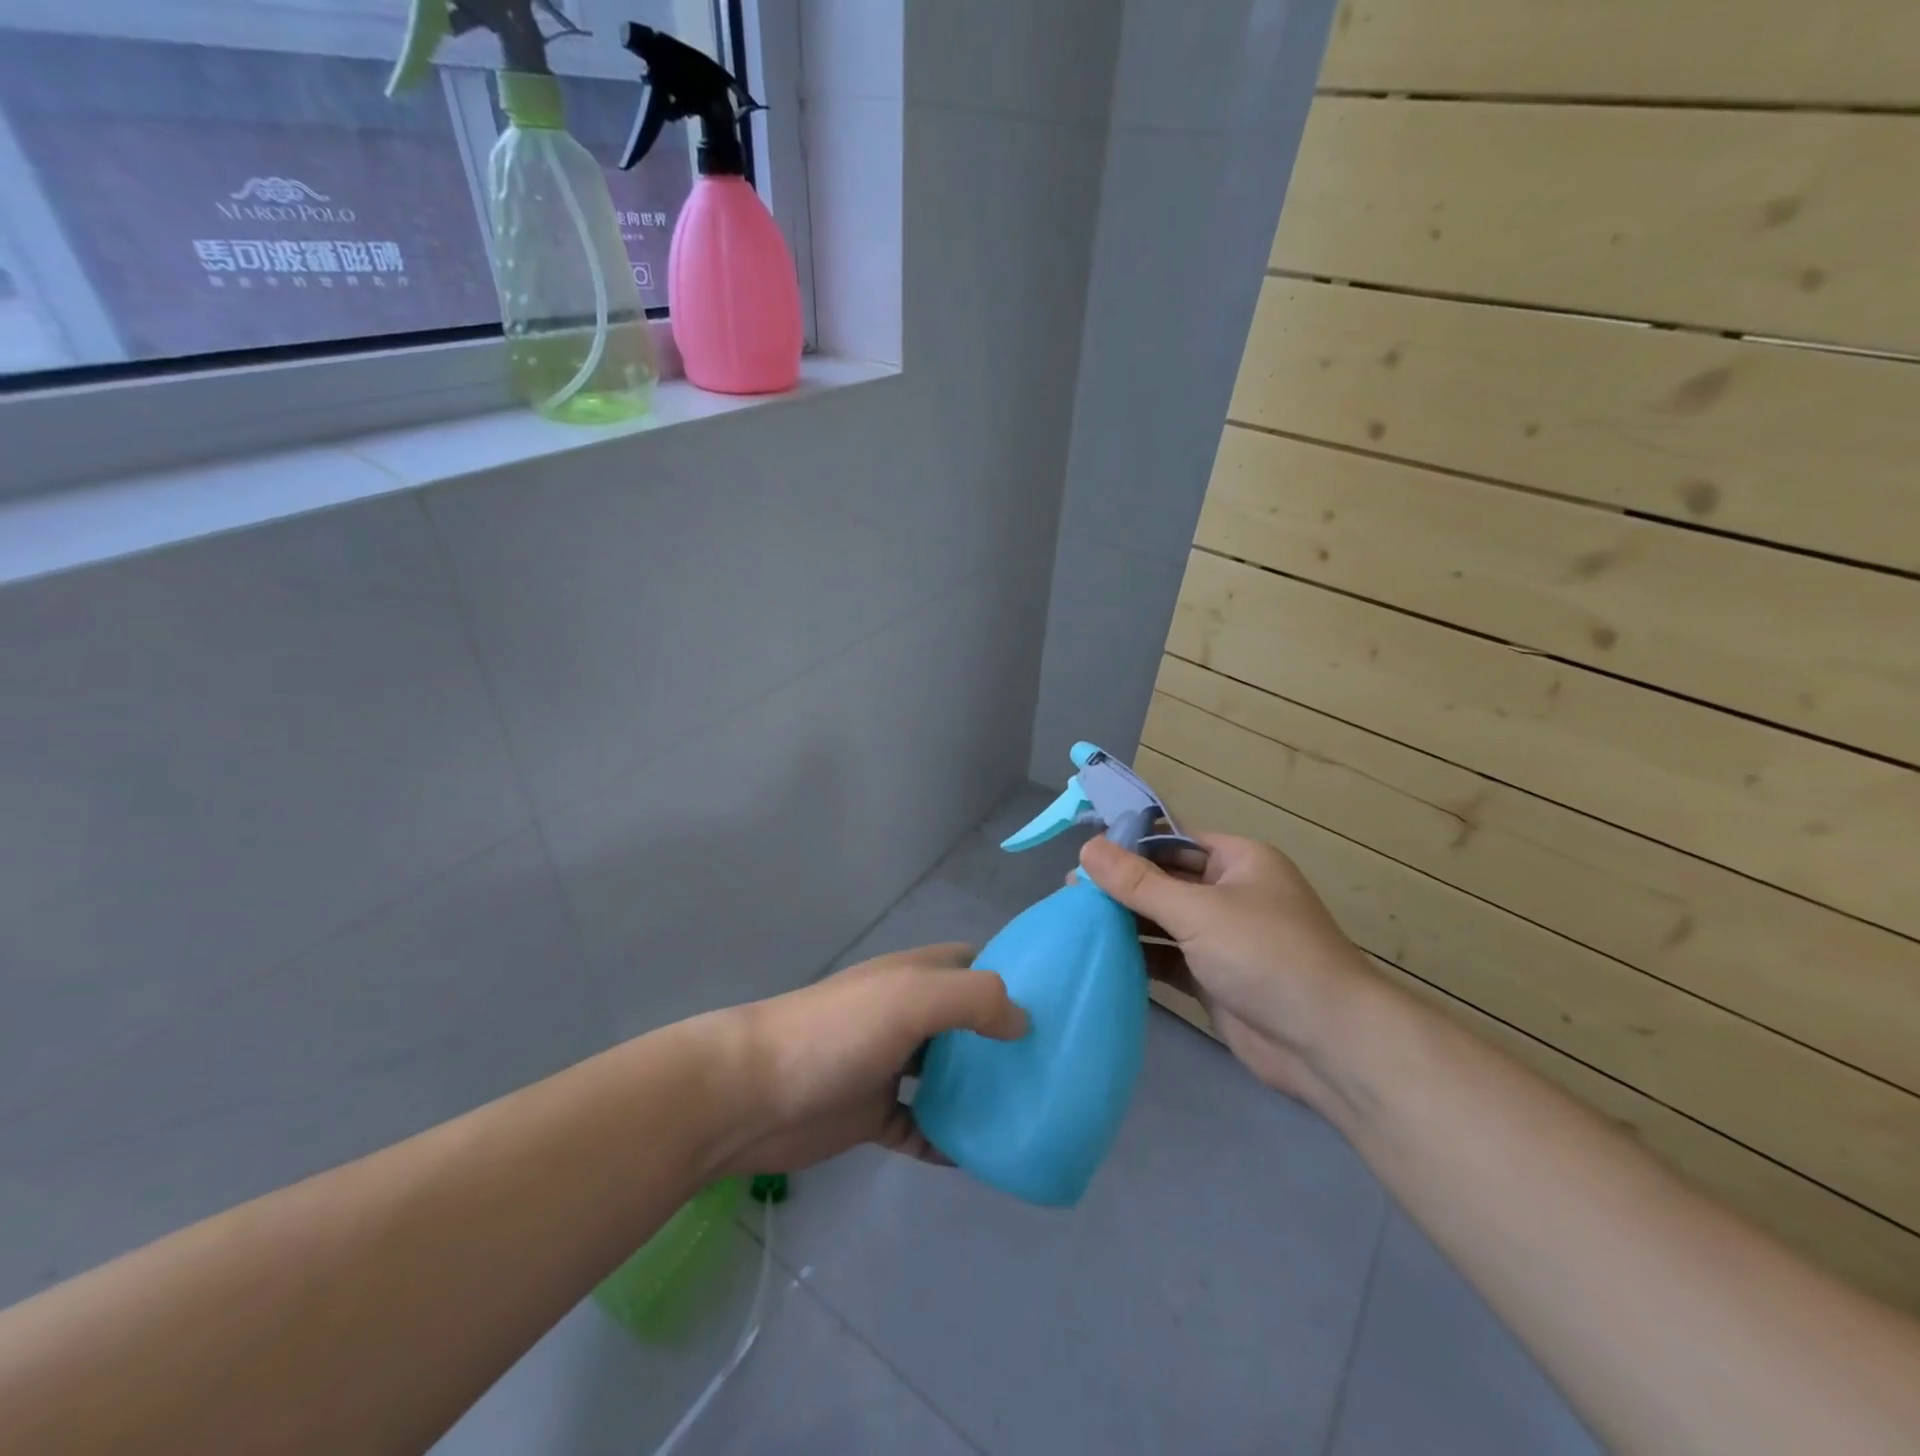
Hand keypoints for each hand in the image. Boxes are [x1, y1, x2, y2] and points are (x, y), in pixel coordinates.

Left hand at [711, 944, 1027, 1174]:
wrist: (752, 1093)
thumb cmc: (837, 1033)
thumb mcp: (912, 999)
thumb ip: (974, 1000)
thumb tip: (1023, 1023)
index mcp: (914, 978)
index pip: (975, 964)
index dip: (1013, 976)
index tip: (1058, 1004)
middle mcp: (905, 1016)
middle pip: (966, 1023)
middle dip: (1004, 1041)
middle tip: (1055, 1068)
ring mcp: (888, 1066)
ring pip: (948, 1077)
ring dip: (980, 1093)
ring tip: (1030, 1112)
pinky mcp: (872, 1114)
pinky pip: (922, 1127)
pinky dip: (948, 1140)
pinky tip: (979, 1158)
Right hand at [1077, 832, 1372, 1106]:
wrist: (1328, 1044)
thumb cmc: (1267, 956)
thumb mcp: (1198, 911)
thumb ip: (1139, 883)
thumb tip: (1087, 847)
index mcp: (1239, 861)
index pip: (1174, 840)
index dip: (1130, 843)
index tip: (1083, 852)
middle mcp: (1231, 894)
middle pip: (1165, 881)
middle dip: (1122, 886)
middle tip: (1070, 892)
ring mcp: (1222, 939)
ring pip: (1164, 921)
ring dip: (1126, 922)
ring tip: (1075, 920)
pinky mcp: (1214, 979)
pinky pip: (1168, 958)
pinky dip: (1140, 956)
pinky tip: (1100, 956)